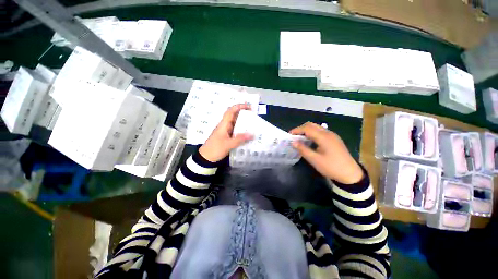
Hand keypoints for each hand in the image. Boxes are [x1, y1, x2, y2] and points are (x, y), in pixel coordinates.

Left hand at [199, 104, 252, 162]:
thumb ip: (240, 139)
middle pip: (234, 116)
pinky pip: (235, 131)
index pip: (230, 111)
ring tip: (253, 124)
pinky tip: (247, 134)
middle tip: (254, 115)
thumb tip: (252, 134)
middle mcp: (225, 126)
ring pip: (235, 124)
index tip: (248, 107)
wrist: (206, 158)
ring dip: (243, 123)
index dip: (239, 107)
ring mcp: (226, 132)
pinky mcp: (227, 137)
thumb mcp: (228, 144)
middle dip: (243, 114)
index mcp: (223, 124)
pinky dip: (241, 131)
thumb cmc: (215, 149)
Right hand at [290, 122, 362, 183]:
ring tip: (300, 138)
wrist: (350, 174)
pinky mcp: (334, 139)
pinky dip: (312, 133)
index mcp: (323, 137)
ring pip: (317, 127)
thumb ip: (303, 149)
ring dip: (307, 131)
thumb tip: (293, 142)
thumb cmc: (331, 167)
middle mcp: (328, 133)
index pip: (307, 128)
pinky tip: (310, 141)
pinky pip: (321, 132)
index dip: (297, 130)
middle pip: (312, 125)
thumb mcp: (314, 160)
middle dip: (301, 129)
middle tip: (294, 136)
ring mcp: (332, 135)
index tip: (289, 135)